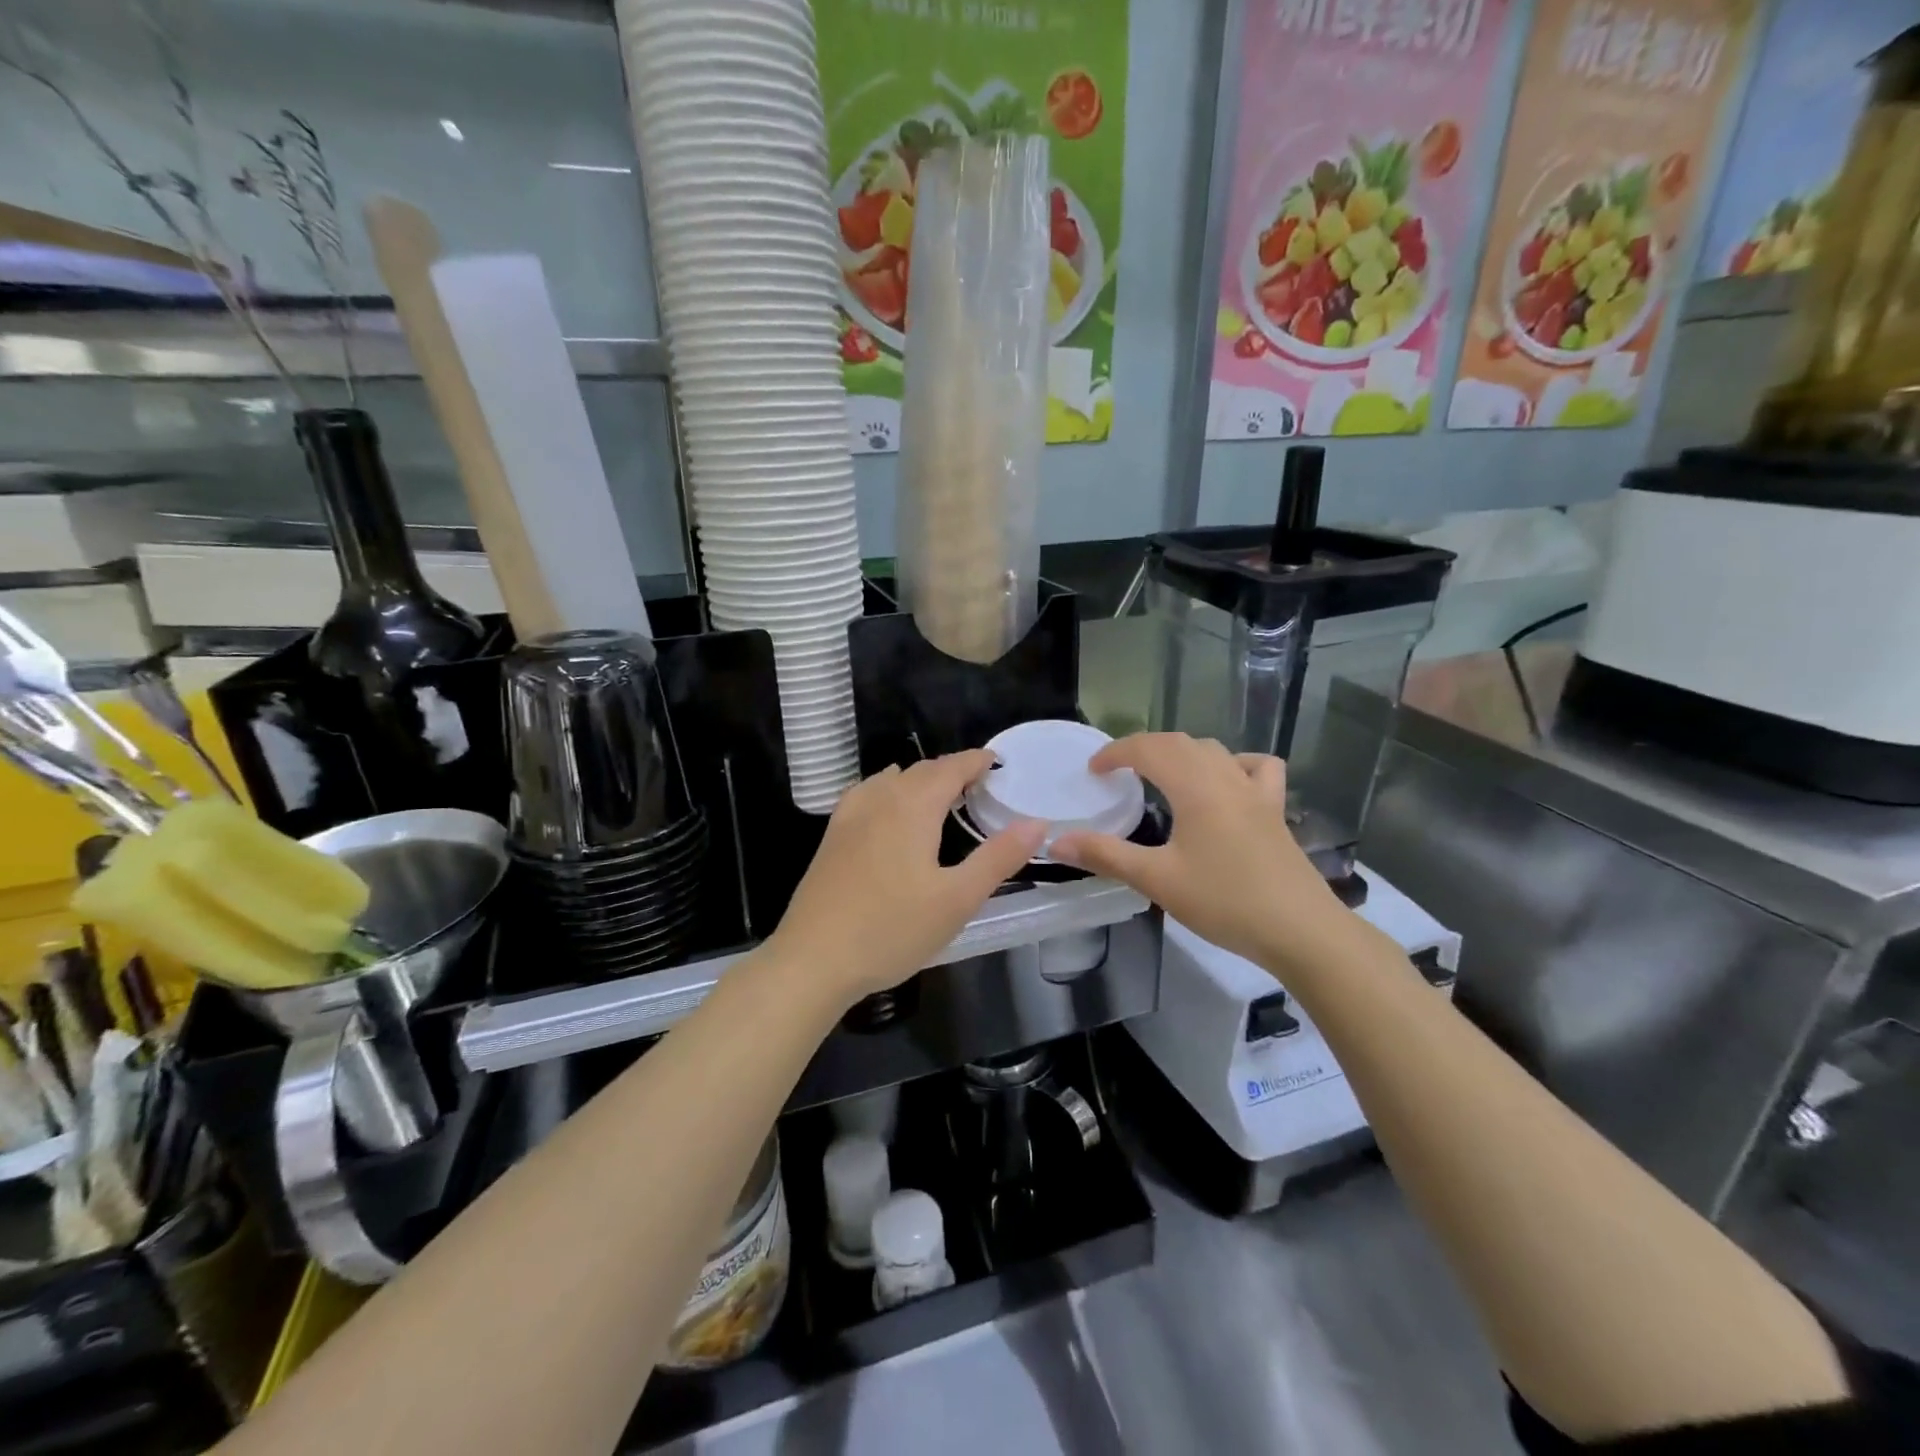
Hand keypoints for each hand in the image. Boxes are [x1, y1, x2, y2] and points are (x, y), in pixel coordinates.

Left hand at [768, 751, 1045, 1006]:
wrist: (813, 959)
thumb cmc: (892, 930)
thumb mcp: (957, 899)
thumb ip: (998, 858)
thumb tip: (1037, 823)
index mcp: (913, 807)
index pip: (951, 768)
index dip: (976, 760)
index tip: (997, 761)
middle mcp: (880, 799)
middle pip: (921, 770)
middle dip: (951, 769)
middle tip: (978, 783)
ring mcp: (850, 816)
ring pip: (892, 780)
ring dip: (920, 779)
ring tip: (940, 795)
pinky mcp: (832, 836)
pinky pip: (867, 794)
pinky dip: (888, 789)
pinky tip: (887, 807)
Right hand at [1050, 733, 1352, 973]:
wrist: (1300, 930)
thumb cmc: (1224, 901)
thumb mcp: (1157, 880)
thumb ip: (1105, 855)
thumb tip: (1056, 842)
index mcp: (1195, 787)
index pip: (1148, 749)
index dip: (1116, 752)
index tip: (1093, 770)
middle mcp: (1226, 777)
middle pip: (1180, 743)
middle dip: (1143, 748)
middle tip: (1117, 772)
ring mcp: (1256, 791)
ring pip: (1214, 750)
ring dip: (1182, 752)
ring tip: (1161, 774)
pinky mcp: (1275, 810)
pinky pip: (1257, 768)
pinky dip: (1234, 763)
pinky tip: (1227, 783)